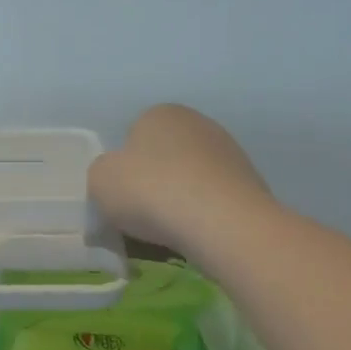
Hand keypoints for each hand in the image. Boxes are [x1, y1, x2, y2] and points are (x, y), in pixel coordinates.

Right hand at [89, 105, 271, 254]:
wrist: (221, 222)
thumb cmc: (151, 191)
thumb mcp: (100, 180)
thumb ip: (102, 173)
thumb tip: (117, 178)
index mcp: (160, 113)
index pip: (133, 137)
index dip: (124, 169)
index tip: (121, 196)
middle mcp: (197, 123)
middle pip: (163, 157)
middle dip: (153, 183)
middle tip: (142, 215)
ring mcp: (229, 152)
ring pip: (189, 180)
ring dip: (179, 200)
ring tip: (169, 232)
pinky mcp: (250, 183)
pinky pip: (213, 200)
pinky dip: (202, 216)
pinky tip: (196, 236)